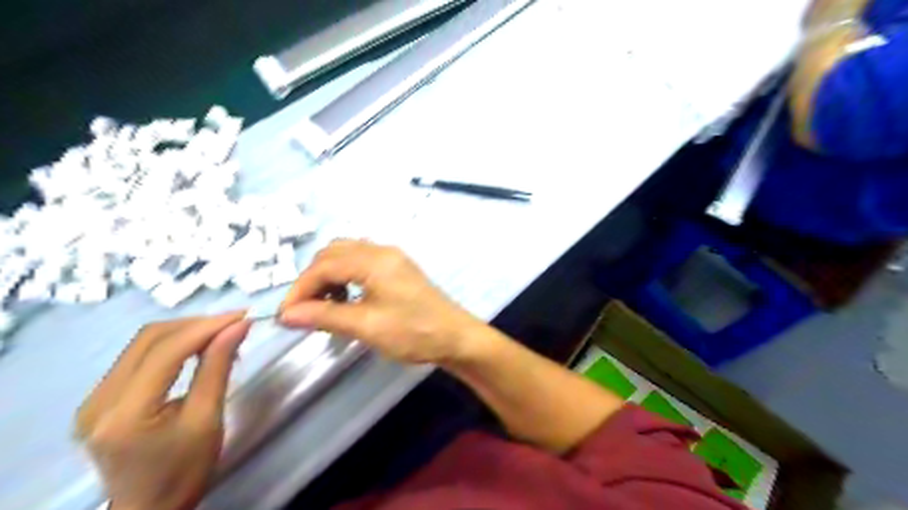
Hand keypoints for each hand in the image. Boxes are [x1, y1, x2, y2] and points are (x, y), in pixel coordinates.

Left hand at [74, 312, 248, 509]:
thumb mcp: (208, 418)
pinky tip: (198, 349)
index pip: (166, 351)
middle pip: (149, 339)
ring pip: (143, 343)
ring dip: (186, 332)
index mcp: (124, 413)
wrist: (151, 508)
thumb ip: (218, 367)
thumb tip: (239, 326)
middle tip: (235, 324)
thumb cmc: (185, 470)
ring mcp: (94, 398)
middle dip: (197, 324)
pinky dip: (174, 345)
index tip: (243, 316)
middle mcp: (98, 400)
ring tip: (222, 336)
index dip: (207, 327)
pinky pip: (139, 356)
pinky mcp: (102, 398)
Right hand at [281, 238, 489, 364]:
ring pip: (346, 256)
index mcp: (374, 261)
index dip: (299, 289)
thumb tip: (286, 315)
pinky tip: (346, 299)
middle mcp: (381, 251)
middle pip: (333, 254)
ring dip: (328, 277)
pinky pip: (361, 263)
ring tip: (323, 306)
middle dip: (312, 280)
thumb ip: (325, 316)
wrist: (456, 337)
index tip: (286, 316)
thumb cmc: (413, 332)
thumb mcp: (367, 326)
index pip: (324, 265)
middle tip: (303, 311)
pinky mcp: (397, 268)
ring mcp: (391, 257)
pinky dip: (345, 277)